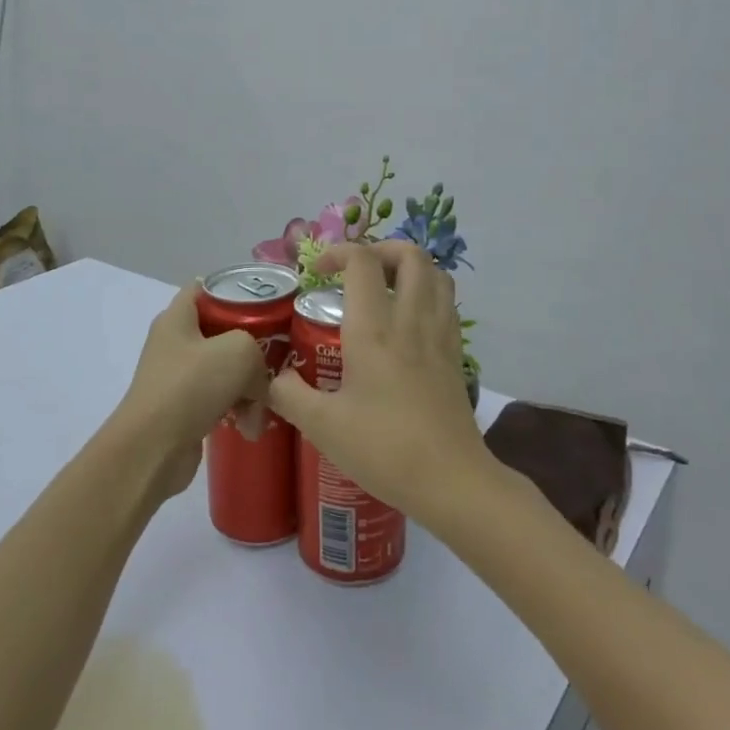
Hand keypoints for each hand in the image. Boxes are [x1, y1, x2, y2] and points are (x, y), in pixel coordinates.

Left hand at [111, 283, 270, 498]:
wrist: (152, 449)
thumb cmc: (191, 386)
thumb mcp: (239, 351)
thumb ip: (258, 351)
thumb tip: (257, 380)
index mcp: (178, 318)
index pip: (205, 288)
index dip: (235, 290)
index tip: (267, 305)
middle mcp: (175, 343)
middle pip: (222, 333)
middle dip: (252, 348)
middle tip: (276, 359)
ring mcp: (178, 378)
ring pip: (225, 371)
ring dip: (249, 388)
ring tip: (263, 407)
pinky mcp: (183, 409)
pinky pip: (219, 400)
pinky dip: (237, 410)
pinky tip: (250, 427)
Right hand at [267, 241, 492, 524]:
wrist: (451, 481)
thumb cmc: (384, 449)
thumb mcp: (322, 426)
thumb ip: (289, 394)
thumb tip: (273, 378)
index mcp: (374, 330)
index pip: (362, 262)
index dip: (338, 252)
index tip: (317, 272)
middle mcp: (411, 321)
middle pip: (410, 254)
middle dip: (381, 249)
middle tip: (356, 271)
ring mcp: (440, 335)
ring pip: (436, 274)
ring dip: (409, 268)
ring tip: (384, 287)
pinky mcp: (456, 354)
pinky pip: (446, 303)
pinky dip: (427, 293)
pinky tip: (407, 321)